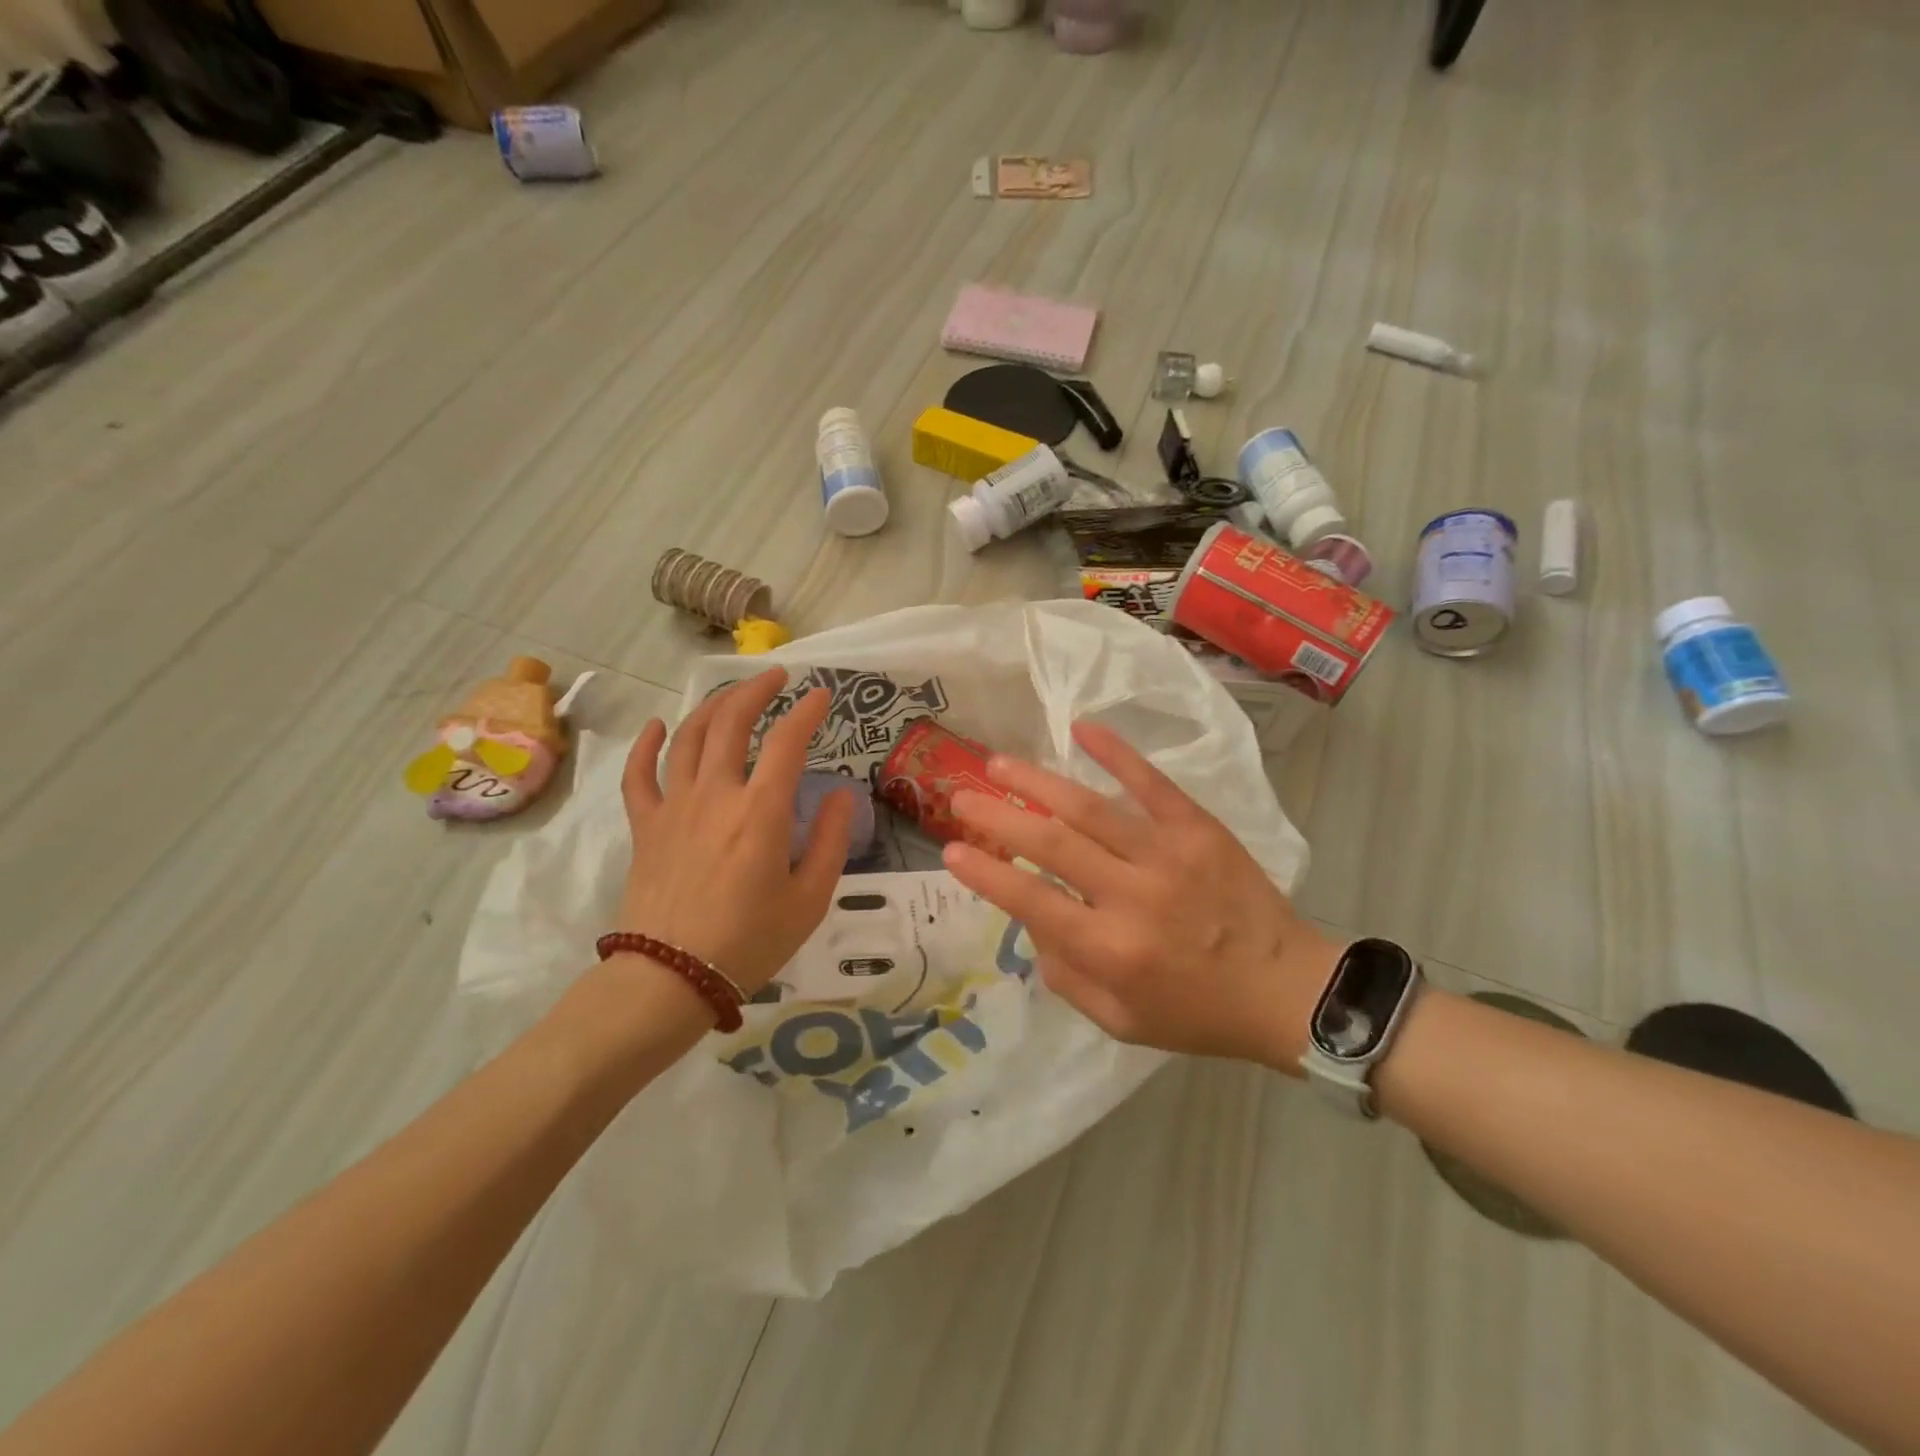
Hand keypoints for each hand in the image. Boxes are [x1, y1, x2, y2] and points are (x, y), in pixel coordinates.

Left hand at [618, 670, 854, 993]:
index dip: (807, 711)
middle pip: (732, 722)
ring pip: (689, 736)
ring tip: (734, 694)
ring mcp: (674, 806)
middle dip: (756, 689)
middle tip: (777, 676)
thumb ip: (832, 840)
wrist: (671, 978)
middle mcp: (716, 794)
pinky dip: (647, 745)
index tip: (821, 695)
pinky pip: (638, 774)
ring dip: (713, 706)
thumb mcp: (811, 898)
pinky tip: (657, 727)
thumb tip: (843, 794)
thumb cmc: (750, 941)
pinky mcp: (646, 825)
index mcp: (761, 812)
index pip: (788, 742)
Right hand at [941, 721, 1338, 1069]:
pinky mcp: (1198, 828)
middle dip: (998, 817)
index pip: (1031, 901)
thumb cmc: (1197, 1013)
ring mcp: (1167, 854)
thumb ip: (1065, 975)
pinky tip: (1082, 728)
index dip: (986, 873)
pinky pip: (1151, 783)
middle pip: (1051, 844)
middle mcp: (1132, 895)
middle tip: (962, 796)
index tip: (950, 849)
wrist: (1286, 989)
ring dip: (1038, 782)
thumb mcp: (1119, 1022)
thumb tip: (1033, 921)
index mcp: (1110, 949)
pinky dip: (1116, 753)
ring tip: (998, 762)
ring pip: (1089, 808)